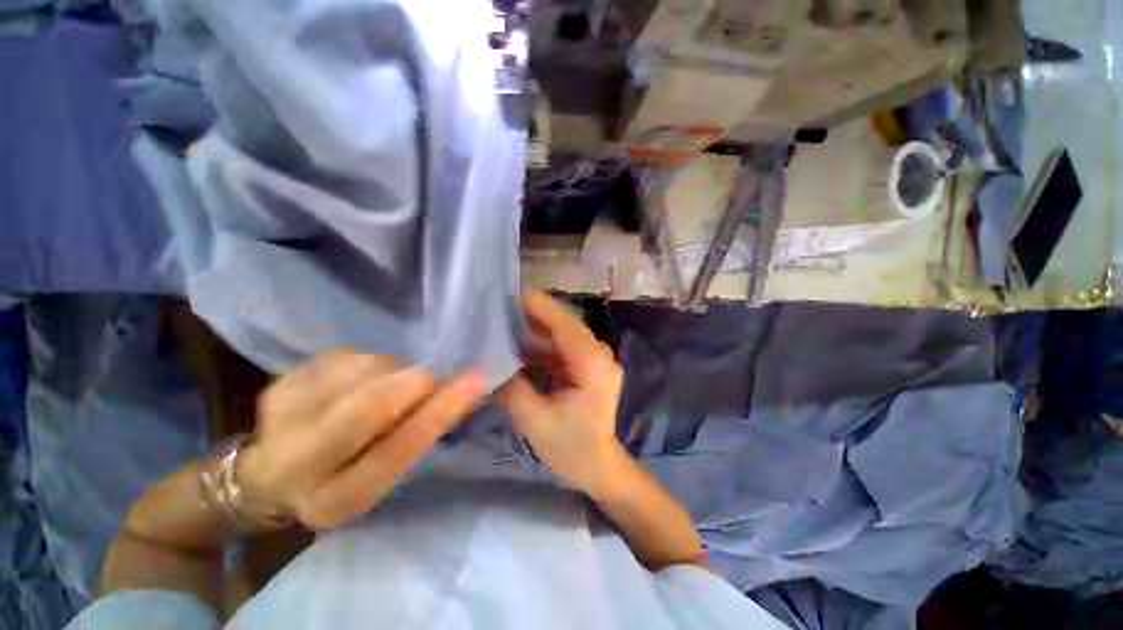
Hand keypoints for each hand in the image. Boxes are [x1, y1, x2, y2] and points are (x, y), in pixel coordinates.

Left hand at [237, 351, 486, 528]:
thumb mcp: (384, 476)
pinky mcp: (279, 383)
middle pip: (371, 405)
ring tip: (392, 387)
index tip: (478, 380)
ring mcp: (282, 417)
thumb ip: (419, 439)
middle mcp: (298, 464)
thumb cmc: (345, 478)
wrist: (269, 476)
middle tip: (435, 378)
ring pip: (365, 370)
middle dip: (418, 382)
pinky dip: (373, 363)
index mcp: (336, 500)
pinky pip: (348, 355)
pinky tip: (363, 381)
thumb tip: (464, 393)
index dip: (441, 410)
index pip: (397, 450)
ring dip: (396, 372)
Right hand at [499, 294, 624, 495]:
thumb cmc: (570, 447)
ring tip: (505, 323)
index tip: (510, 297)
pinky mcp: (589, 365)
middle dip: (535, 315)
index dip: (539, 308)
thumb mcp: (535, 420)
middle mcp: (599, 354)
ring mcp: (597, 359)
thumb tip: (490, 361)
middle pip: (565, 324)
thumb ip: (511, 387)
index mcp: (592, 364)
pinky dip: (543, 344)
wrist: (598, 466)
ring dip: (537, 329)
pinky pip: (564, 346)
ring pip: (563, 333)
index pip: (564, 324)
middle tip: (501, 309)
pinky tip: (520, 345)